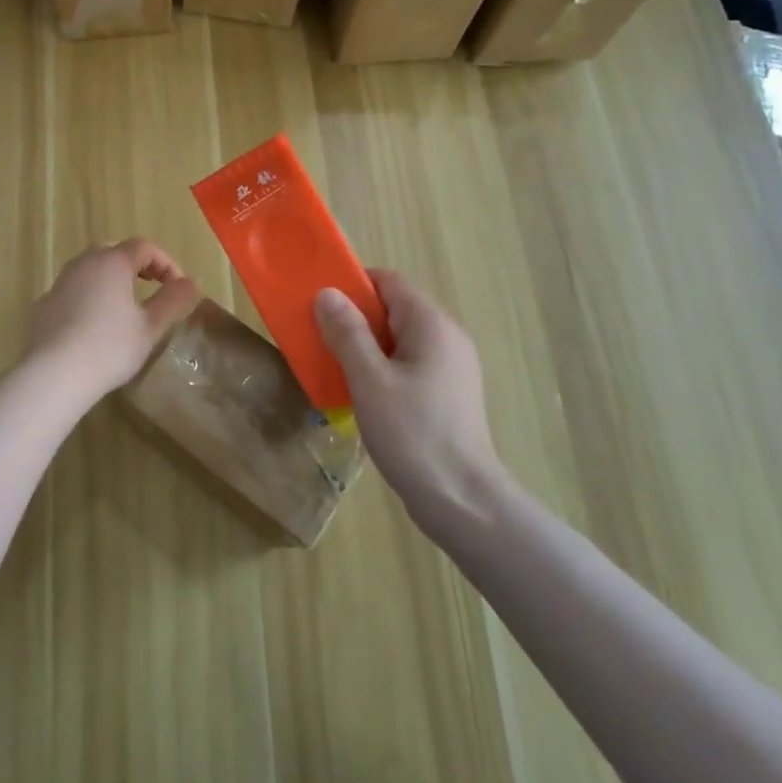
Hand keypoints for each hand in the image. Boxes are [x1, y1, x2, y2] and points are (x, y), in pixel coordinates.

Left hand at [26, 240, 201, 402]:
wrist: (54, 373)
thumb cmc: (109, 348)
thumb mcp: (150, 327)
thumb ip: (172, 300)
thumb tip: (190, 283)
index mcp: (112, 262)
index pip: (144, 247)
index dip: (166, 262)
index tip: (178, 286)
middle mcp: (84, 263)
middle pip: (114, 252)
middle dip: (137, 265)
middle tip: (152, 285)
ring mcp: (60, 281)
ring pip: (90, 268)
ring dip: (111, 278)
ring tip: (124, 303)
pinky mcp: (44, 303)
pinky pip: (73, 289)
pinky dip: (89, 295)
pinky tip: (94, 322)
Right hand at [313, 270, 502, 511]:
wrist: (462, 500)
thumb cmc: (413, 433)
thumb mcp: (369, 379)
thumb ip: (347, 333)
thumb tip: (327, 293)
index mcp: (431, 324)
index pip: (388, 282)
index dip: (352, 286)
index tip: (319, 305)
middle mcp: (447, 337)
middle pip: (393, 309)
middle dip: (354, 318)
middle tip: (320, 338)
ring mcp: (451, 367)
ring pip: (399, 339)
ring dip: (365, 346)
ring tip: (334, 366)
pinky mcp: (448, 393)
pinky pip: (408, 363)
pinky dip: (382, 367)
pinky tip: (362, 393)